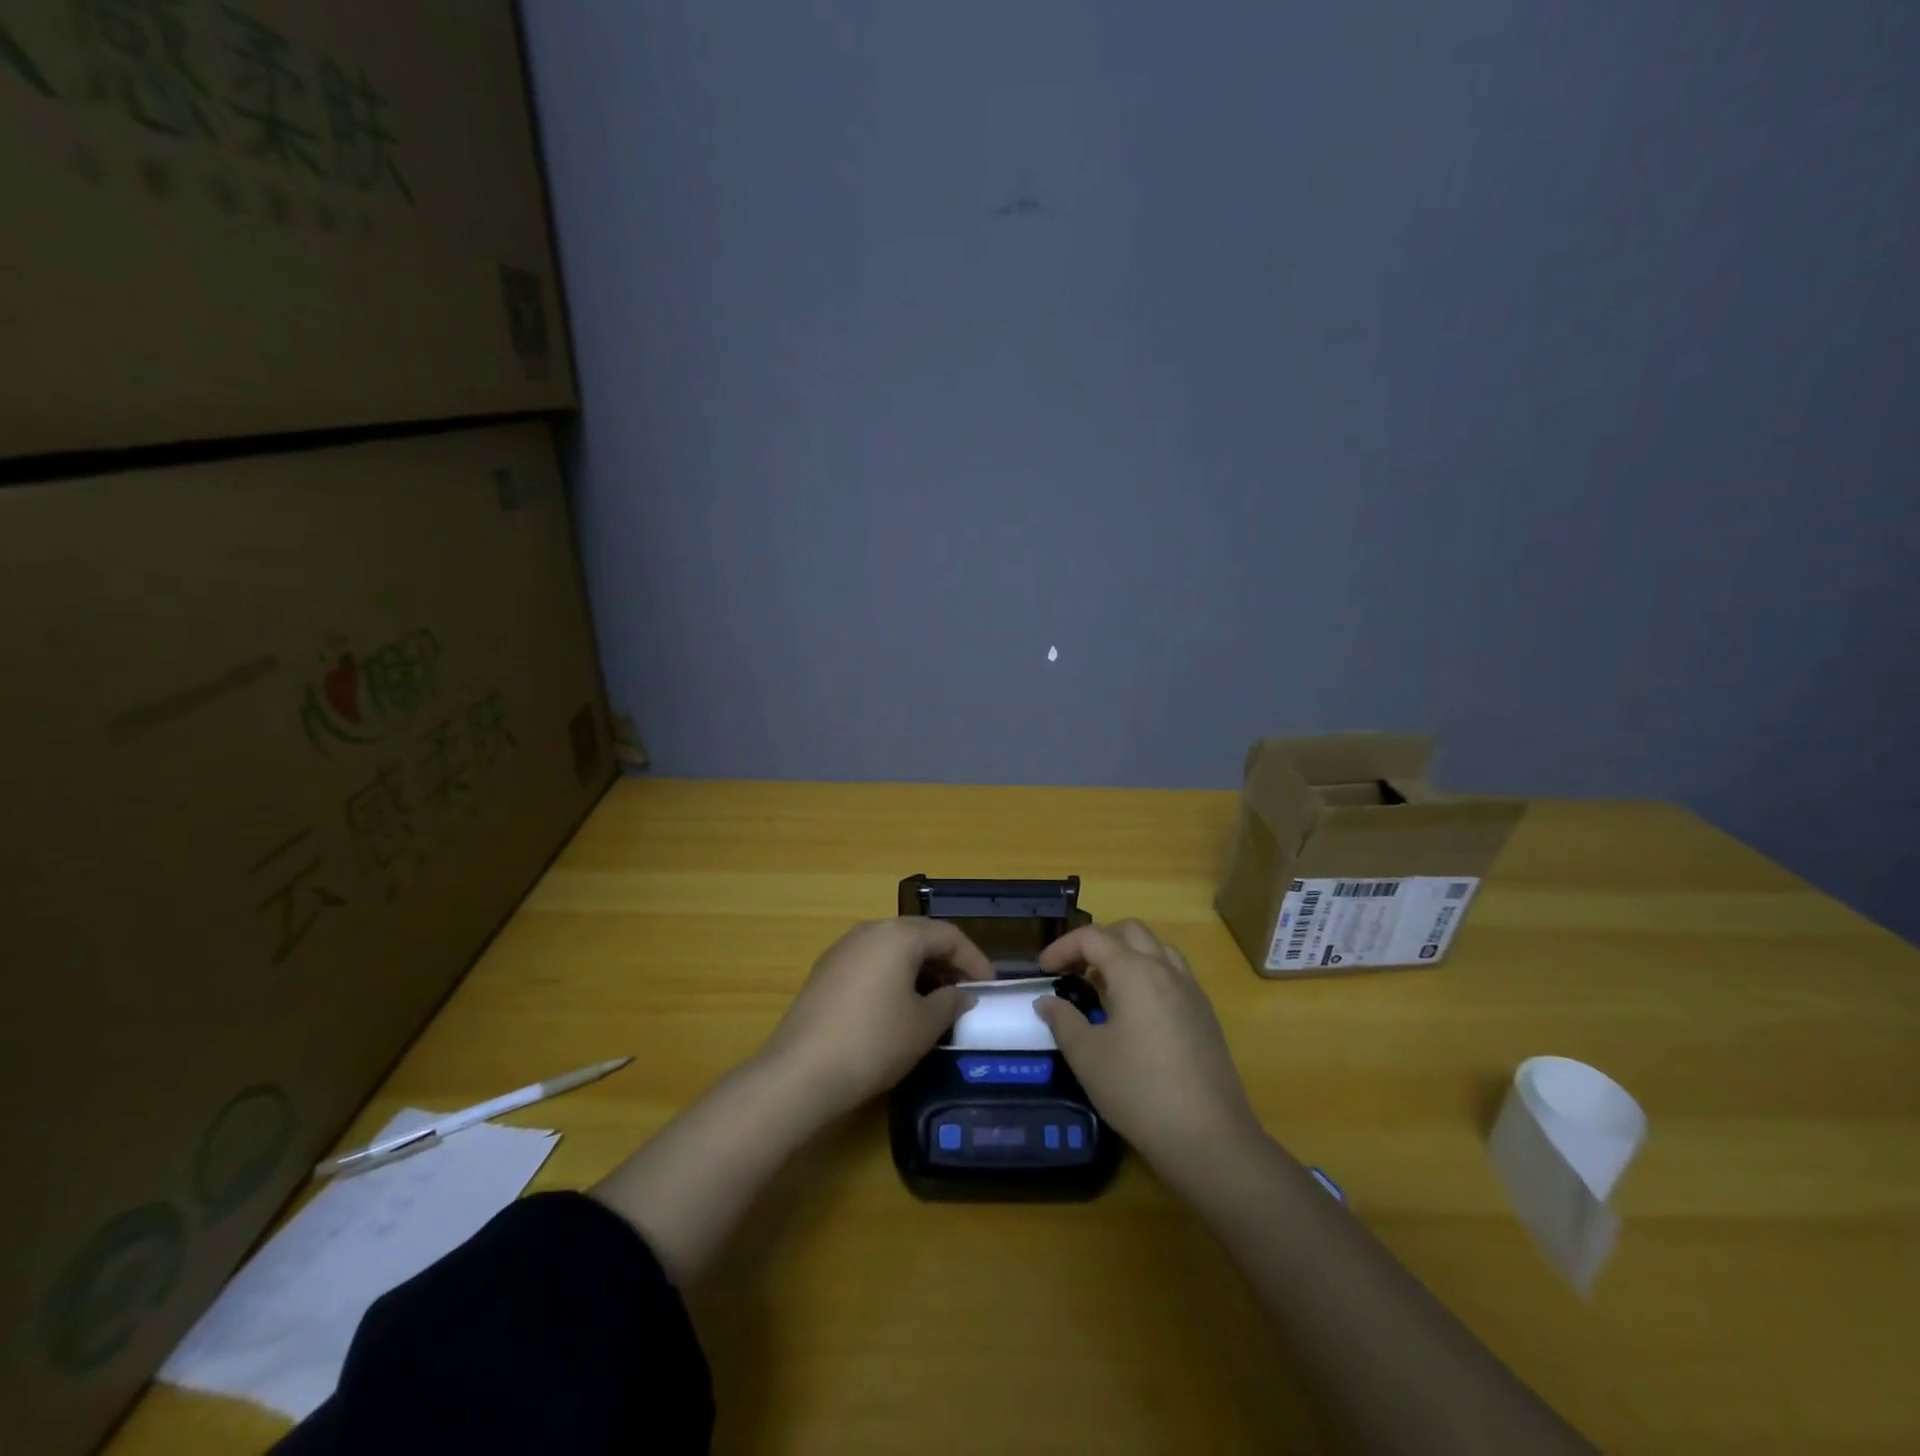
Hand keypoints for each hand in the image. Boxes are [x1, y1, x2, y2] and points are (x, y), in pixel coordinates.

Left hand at [759, 919, 993, 1119]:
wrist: (801, 1072)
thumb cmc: (874, 1042)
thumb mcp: (924, 1026)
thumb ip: (950, 1002)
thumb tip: (961, 994)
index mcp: (898, 935)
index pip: (948, 935)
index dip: (975, 959)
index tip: (991, 986)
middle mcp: (870, 930)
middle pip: (919, 935)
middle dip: (947, 960)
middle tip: (967, 990)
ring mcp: (843, 948)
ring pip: (893, 948)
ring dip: (920, 967)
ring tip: (936, 999)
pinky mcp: (825, 971)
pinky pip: (871, 961)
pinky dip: (894, 975)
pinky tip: (899, 1005)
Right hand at [1037, 921, 1261, 1177]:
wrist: (1210, 1137)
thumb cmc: (1139, 1091)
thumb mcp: (1087, 1057)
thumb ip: (1063, 1020)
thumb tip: (1047, 1001)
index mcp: (1135, 971)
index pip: (1092, 937)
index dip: (1062, 947)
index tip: (1042, 971)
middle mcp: (1166, 969)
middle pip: (1129, 931)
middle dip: (1097, 942)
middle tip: (1074, 971)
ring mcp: (1191, 991)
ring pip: (1156, 949)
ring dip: (1126, 955)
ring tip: (1104, 988)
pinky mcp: (1205, 1014)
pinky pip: (1173, 974)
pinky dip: (1148, 975)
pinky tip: (1136, 1013)